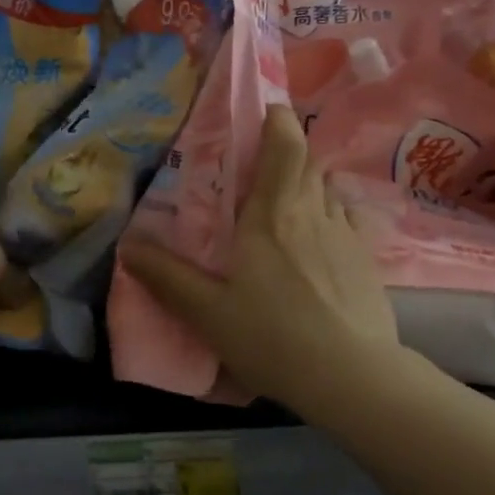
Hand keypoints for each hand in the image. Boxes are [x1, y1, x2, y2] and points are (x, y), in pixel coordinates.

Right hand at [124, 106, 396, 406]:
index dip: (277, 120)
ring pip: (327, 189)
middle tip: (257, 173)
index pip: (286, 142)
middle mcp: (314, 210)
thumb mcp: (207, 312)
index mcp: (273, 212)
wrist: (353, 377)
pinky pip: (347, 219)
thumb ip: (167, 277)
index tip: (261, 116)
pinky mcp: (368, 260)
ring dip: (307, 186)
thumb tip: (127, 246)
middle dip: (285, 154)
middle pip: (307, 161)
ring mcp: (347, 234)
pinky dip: (330, 216)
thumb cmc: (274, 337)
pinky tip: (319, 244)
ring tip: (284, 210)